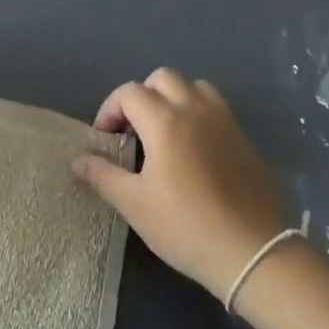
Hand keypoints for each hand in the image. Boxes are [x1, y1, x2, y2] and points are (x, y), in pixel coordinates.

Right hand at [70, 69, 285, 298]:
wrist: (251, 251)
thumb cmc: (185, 226)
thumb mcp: (135, 205)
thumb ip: (103, 175)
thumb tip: (77, 159)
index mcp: (165, 120)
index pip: (129, 92)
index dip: (110, 109)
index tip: (105, 138)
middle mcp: (194, 108)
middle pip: (162, 78)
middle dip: (141, 96)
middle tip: (133, 130)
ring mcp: (223, 119)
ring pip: (193, 86)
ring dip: (173, 97)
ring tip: (164, 131)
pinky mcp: (242, 135)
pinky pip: (215, 105)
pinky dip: (197, 111)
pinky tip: (193, 147)